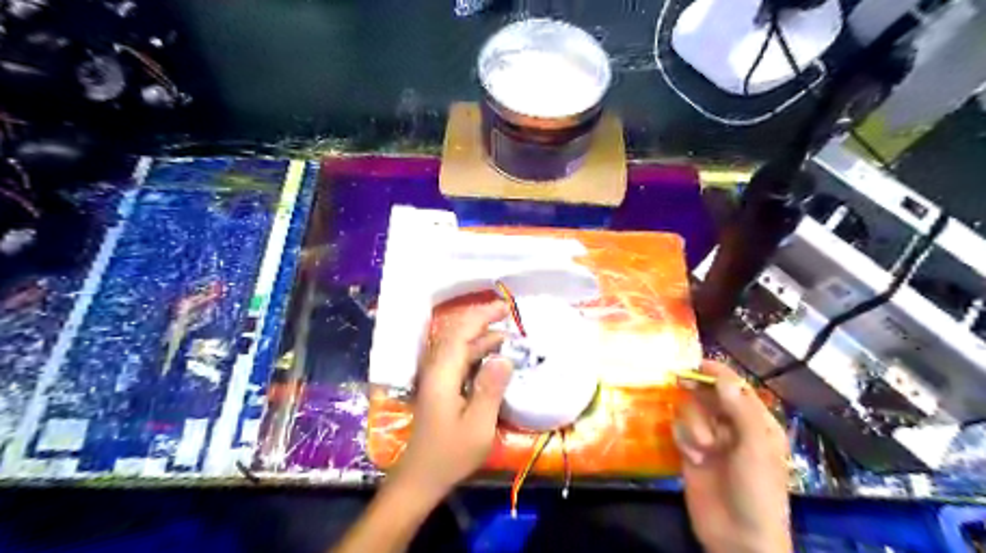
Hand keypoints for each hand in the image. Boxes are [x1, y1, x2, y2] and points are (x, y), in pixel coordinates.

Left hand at [391, 301, 511, 502]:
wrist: (421, 477)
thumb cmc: (450, 454)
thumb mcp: (478, 425)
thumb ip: (491, 389)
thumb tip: (504, 356)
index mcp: (442, 374)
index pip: (461, 332)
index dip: (482, 316)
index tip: (506, 307)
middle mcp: (436, 369)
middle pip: (458, 334)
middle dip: (483, 321)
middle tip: (511, 318)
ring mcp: (436, 378)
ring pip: (458, 347)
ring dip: (482, 337)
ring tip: (510, 338)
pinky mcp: (440, 387)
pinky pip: (459, 360)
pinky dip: (477, 352)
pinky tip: (494, 358)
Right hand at [675, 361, 791, 552]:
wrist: (738, 537)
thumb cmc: (757, 491)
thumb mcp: (755, 449)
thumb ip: (739, 410)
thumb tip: (723, 378)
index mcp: (756, 422)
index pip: (735, 388)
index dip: (717, 373)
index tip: (695, 362)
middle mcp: (731, 426)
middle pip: (709, 395)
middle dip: (698, 393)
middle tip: (680, 381)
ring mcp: (710, 439)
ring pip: (691, 411)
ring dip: (693, 425)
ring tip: (702, 449)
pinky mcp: (691, 451)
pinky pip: (680, 430)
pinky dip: (683, 439)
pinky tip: (692, 458)